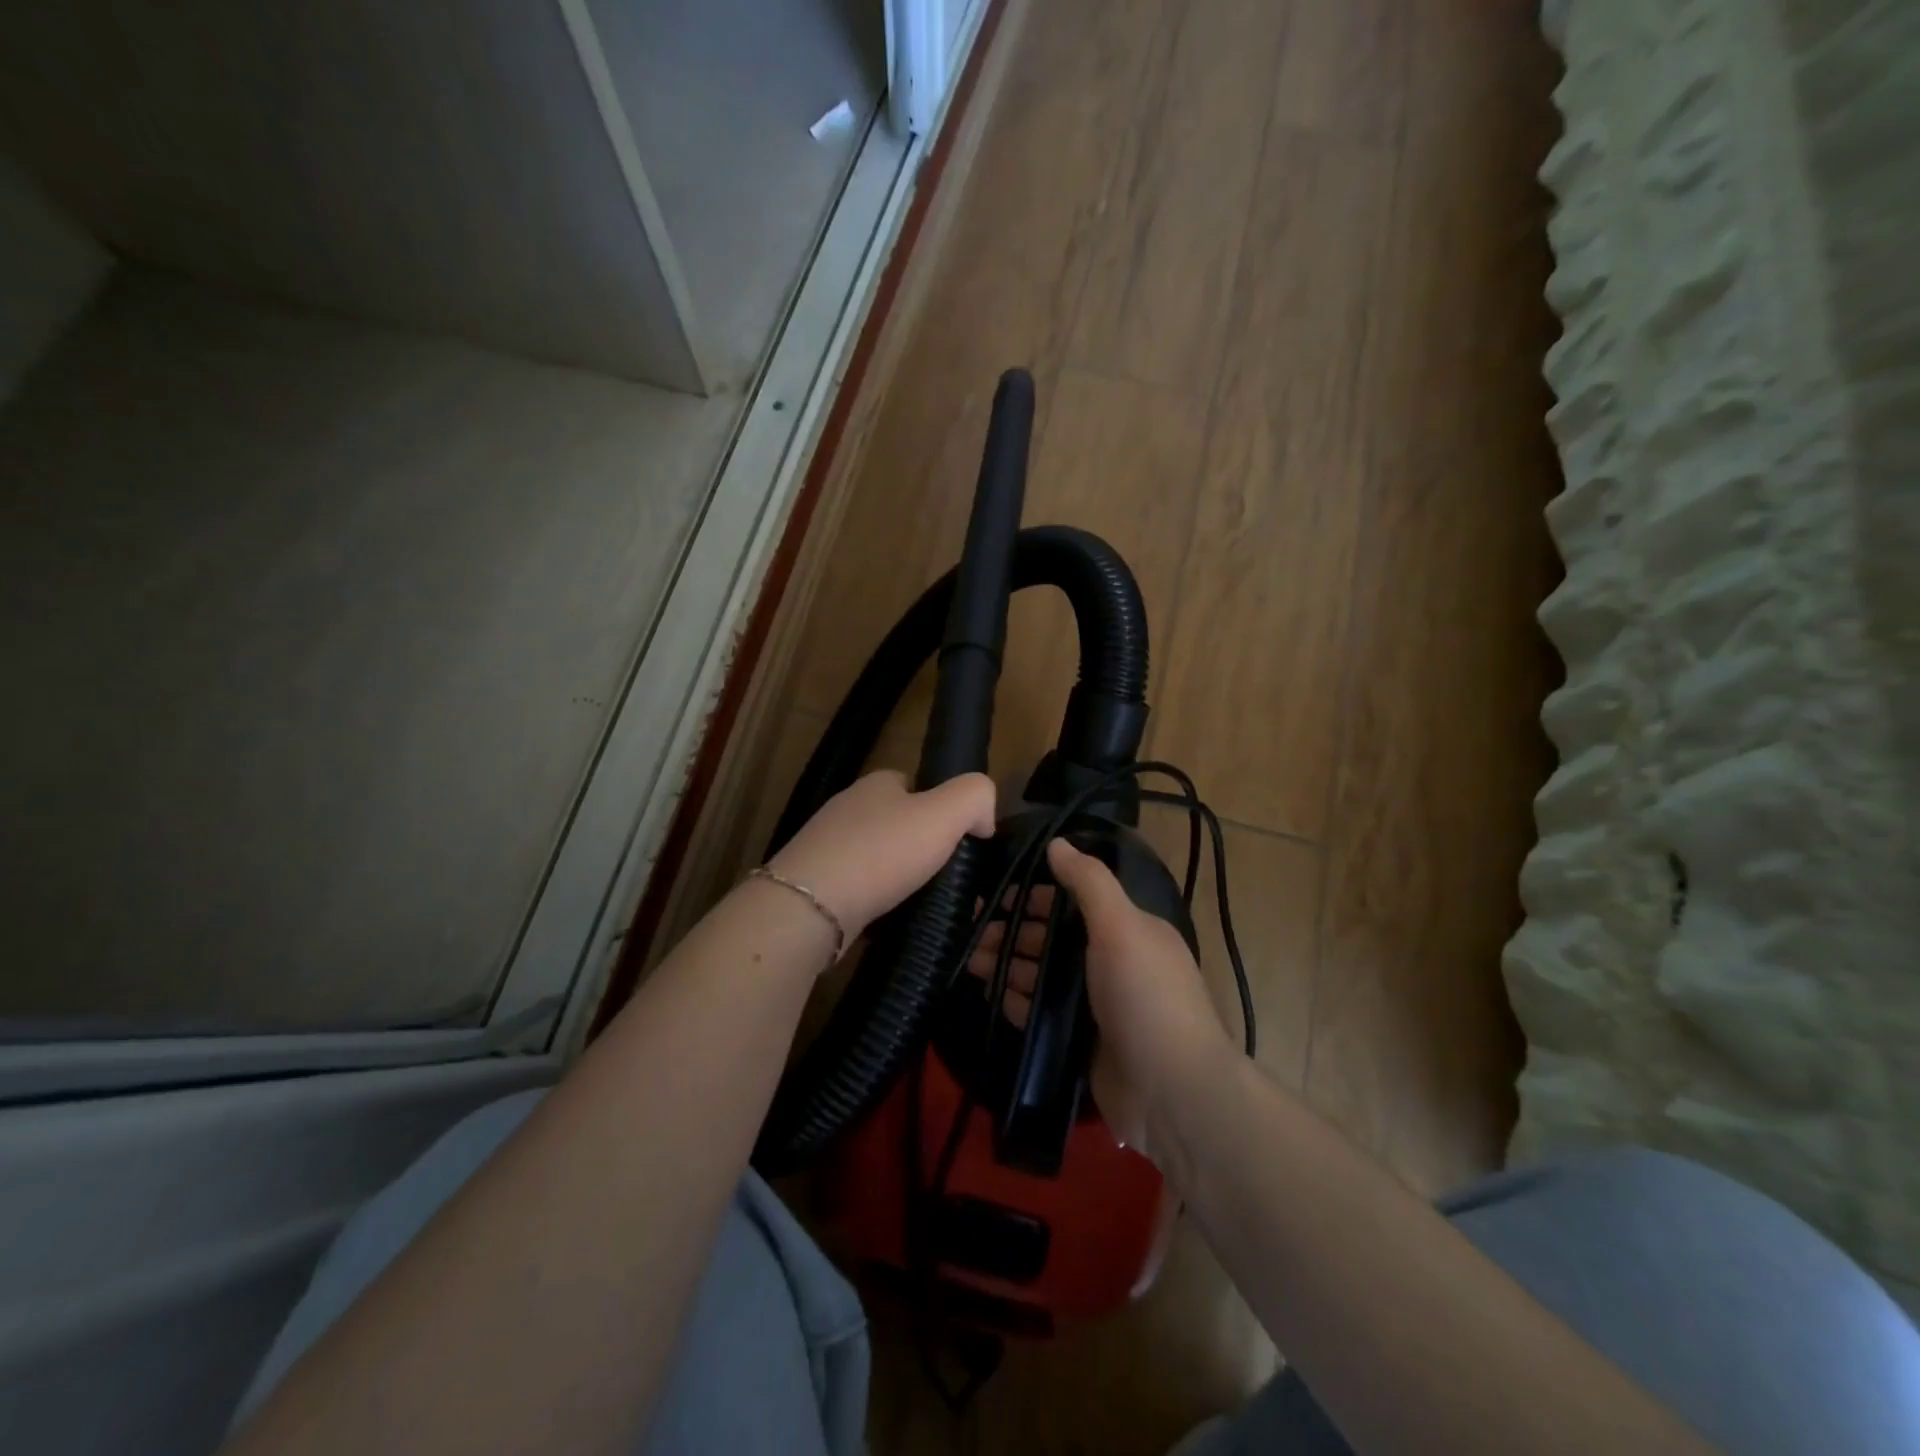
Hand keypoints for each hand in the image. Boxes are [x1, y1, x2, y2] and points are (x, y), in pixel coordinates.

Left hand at [767, 770, 996, 944]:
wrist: (811, 906)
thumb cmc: (882, 852)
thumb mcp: (945, 813)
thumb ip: (975, 798)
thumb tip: (983, 817)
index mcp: (876, 784)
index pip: (914, 785)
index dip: (940, 807)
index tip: (958, 839)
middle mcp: (847, 808)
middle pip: (895, 822)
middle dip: (918, 846)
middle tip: (944, 875)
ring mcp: (825, 846)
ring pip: (875, 857)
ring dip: (896, 876)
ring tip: (920, 902)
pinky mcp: (814, 884)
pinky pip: (855, 887)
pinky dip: (873, 901)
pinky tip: (887, 919)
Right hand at [970, 838, 1233, 1155]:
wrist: (1172, 1092)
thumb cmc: (1146, 996)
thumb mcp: (1121, 926)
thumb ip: (1089, 882)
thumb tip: (1056, 842)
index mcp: (1127, 930)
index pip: (1072, 903)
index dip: (1034, 896)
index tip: (993, 893)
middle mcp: (1111, 963)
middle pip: (1052, 939)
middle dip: (1012, 931)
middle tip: (967, 930)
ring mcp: (1095, 1006)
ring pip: (1042, 976)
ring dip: (1008, 965)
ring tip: (968, 961)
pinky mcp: (1080, 1042)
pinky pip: (1041, 1014)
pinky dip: (1017, 1002)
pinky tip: (990, 995)